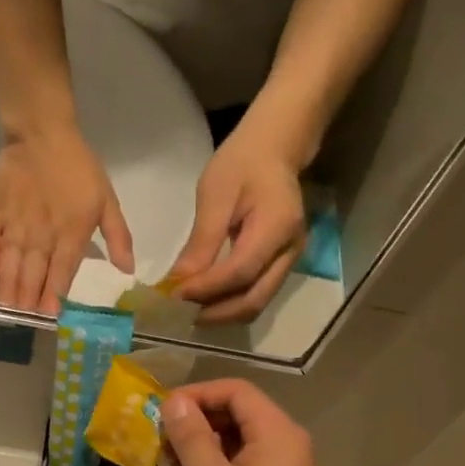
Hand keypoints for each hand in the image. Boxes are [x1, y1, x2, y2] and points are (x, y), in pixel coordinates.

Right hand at [0, 125, 133, 313]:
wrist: (42, 133)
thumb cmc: (79, 168)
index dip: (54, 296)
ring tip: (6, 308)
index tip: (50, 316)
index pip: (61, 273)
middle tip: (24, 319)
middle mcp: (41, 235)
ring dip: (8, 287)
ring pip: (11, 263)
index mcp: (70, 234)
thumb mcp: (107, 201)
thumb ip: (118, 237)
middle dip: (28, 299)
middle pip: (33, 274)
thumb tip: (128, 270)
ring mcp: (16, 224)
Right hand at [159, 381, 325, 465]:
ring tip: (169, 459)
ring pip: (242, 441)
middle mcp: (291, 447)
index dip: (197, 394)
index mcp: (280, 434)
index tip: (162, 411)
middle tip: (161, 437)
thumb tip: (176, 402)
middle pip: (242, 414)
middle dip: (199, 419)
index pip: (238, 392)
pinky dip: (219, 465)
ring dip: (205, 443)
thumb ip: (191, 434)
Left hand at [170, 123, 307, 324]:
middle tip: (179, 315)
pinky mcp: (282, 265)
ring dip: (222, 314)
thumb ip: (201, 241)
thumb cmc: (242, 163)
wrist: (274, 150)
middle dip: (215, 313)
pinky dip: (230, 304)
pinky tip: (206, 302)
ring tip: (189, 312)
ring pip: (257, 303)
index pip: (240, 272)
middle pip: (253, 299)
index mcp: (277, 226)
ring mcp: (290, 261)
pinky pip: (257, 294)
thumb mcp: (215, 195)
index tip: (174, 295)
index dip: (206, 289)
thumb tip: (179, 281)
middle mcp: (290, 251)